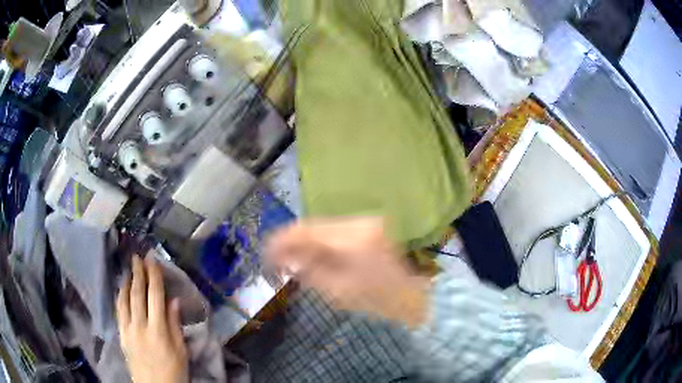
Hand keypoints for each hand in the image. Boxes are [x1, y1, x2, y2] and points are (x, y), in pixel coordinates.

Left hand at [116, 255, 188, 382]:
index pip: (155, 296)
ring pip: (124, 299)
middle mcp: (140, 325)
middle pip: (138, 293)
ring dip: (127, 281)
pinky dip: (120, 297)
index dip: (154, 276)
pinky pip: (118, 311)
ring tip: (129, 268)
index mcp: (158, 330)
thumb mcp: (180, 351)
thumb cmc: (173, 371)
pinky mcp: (121, 335)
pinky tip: (121, 290)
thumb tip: (173, 300)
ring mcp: (128, 329)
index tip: (153, 260)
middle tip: (138, 257)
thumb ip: (174, 325)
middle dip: (138, 273)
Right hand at [265, 217, 430, 326]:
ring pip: (321, 225)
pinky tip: (314, 253)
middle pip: (310, 224)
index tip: (265, 256)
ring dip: (304, 239)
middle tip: (277, 259)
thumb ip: (308, 272)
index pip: (303, 232)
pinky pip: (334, 228)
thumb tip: (286, 260)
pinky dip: (319, 239)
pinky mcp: (367, 224)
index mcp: (350, 241)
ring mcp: (364, 220)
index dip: (279, 242)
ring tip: (294, 259)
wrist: (413, 292)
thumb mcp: (338, 292)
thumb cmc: (377, 299)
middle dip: (289, 241)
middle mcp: (356, 222)